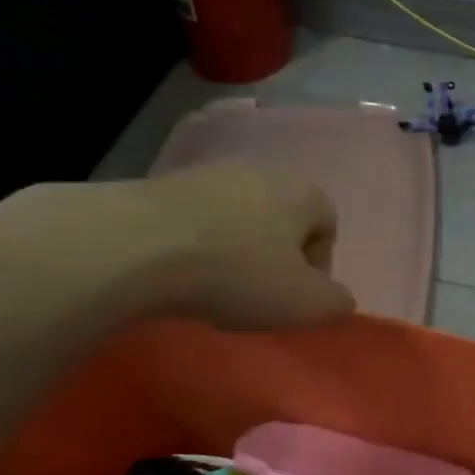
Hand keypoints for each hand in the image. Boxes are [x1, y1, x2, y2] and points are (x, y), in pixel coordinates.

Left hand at [0, 164, 352, 330]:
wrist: (137, 246)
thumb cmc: (237, 274)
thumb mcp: (305, 304)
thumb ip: (335, 303)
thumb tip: (337, 299)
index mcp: (303, 192)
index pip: (327, 226)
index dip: (317, 268)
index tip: (293, 299)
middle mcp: (261, 170)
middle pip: (282, 218)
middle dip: (275, 256)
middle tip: (257, 294)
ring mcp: (209, 172)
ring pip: (238, 217)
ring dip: (235, 249)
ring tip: (215, 285)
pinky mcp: (163, 182)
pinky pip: (197, 218)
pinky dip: (197, 244)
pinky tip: (181, 272)